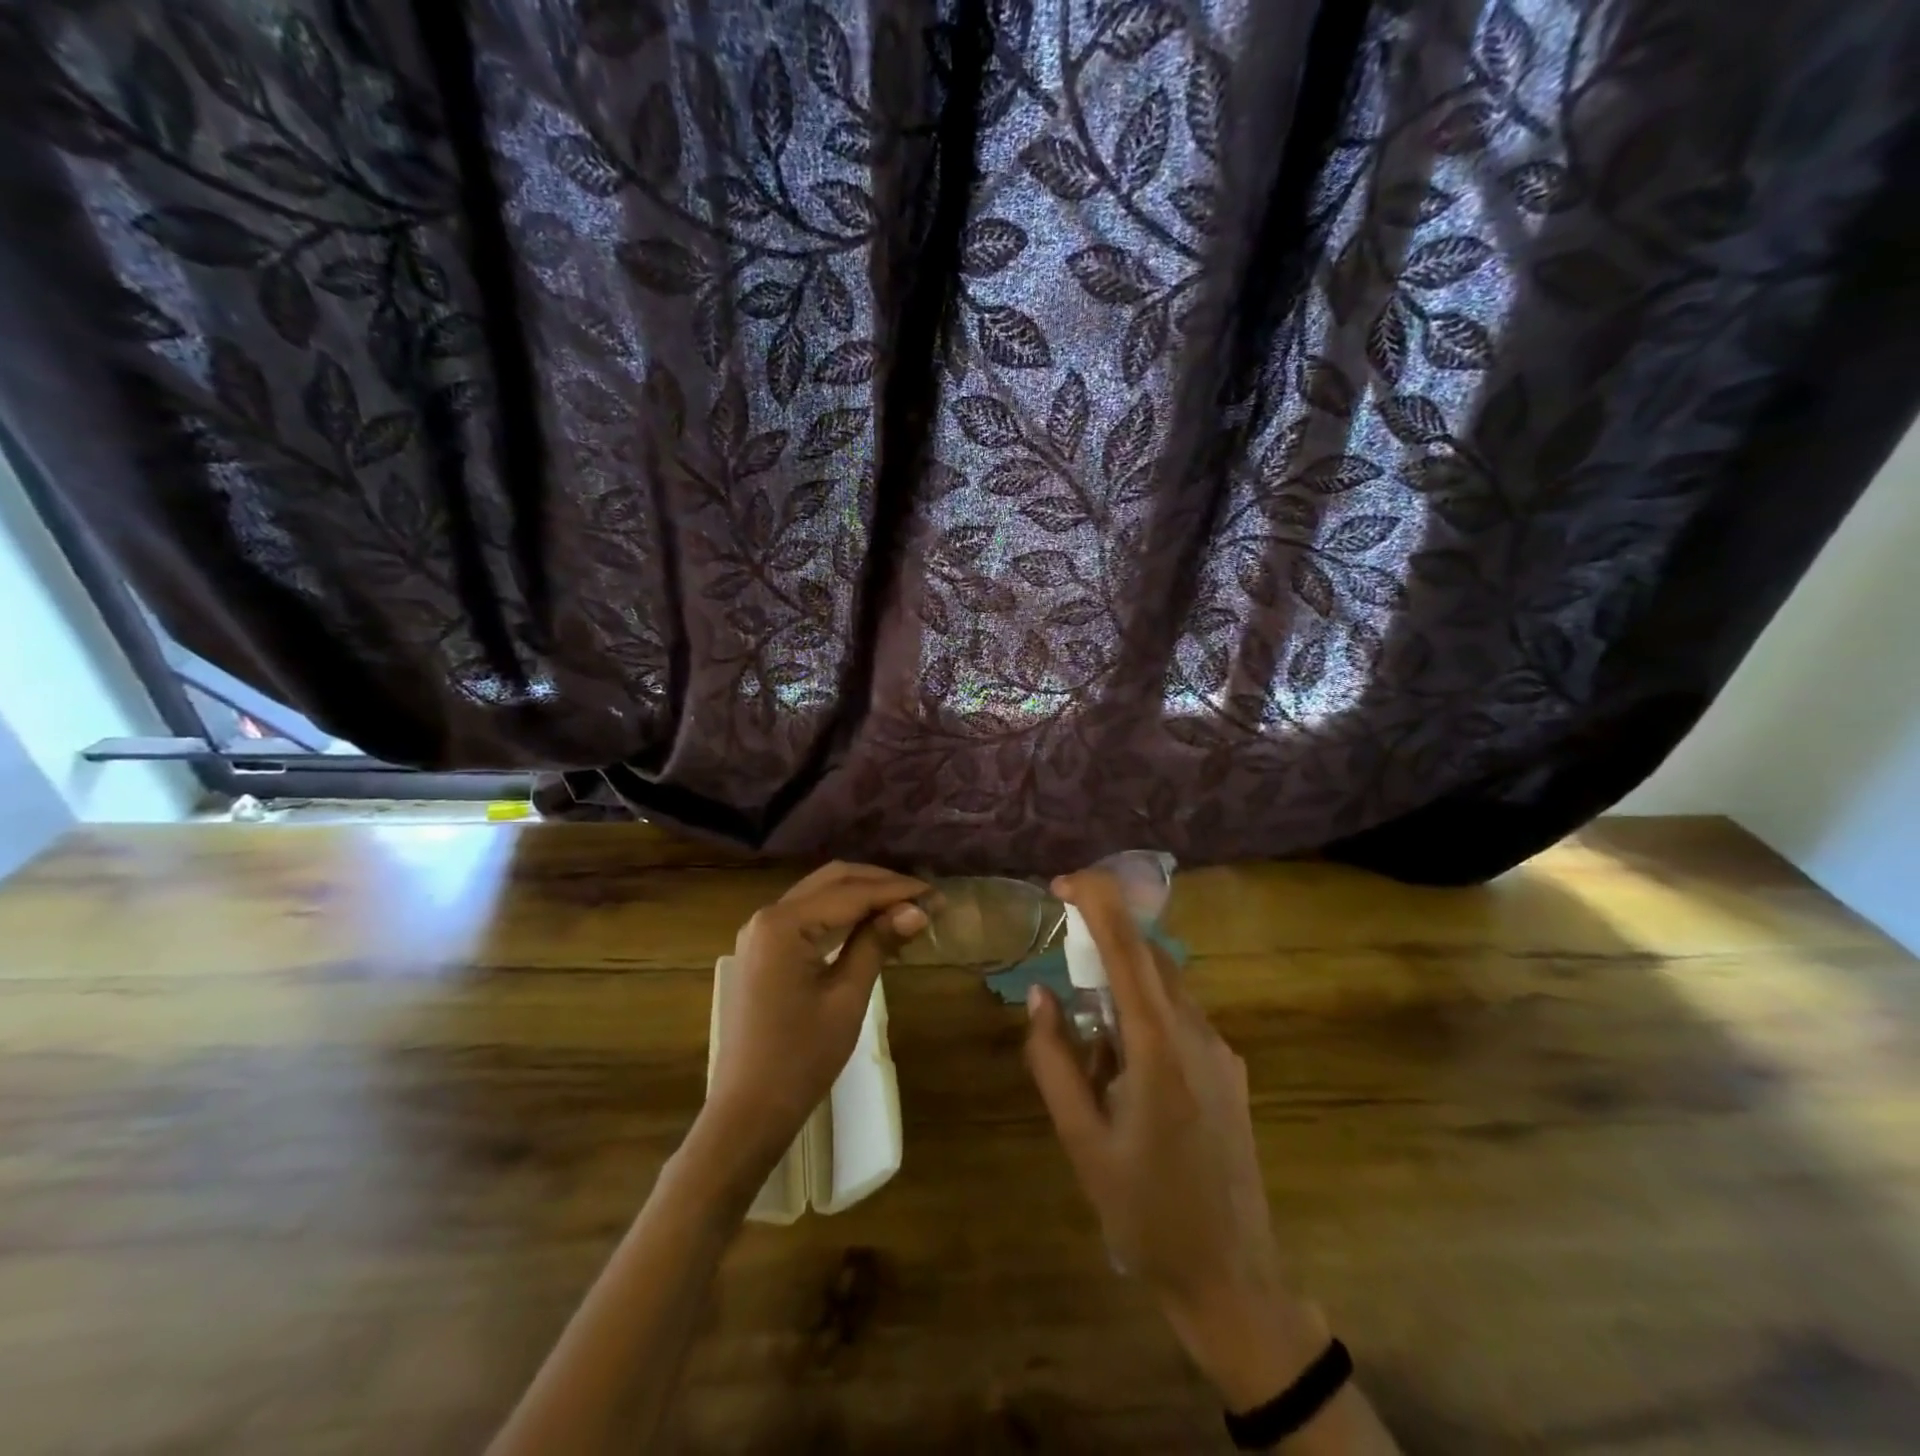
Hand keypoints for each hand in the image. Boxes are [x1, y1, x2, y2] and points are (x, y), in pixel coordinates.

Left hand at [704, 862, 927, 1169]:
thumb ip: (877, 943)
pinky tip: (873, 925)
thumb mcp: (846, 997)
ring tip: (906, 909)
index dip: (898, 891)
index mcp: (784, 923)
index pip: (852, 892)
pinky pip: (809, 916)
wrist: (747, 1111)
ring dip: (864, 896)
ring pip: (822, 894)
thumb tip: (918, 910)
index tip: (938, 896)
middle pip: (834, 880)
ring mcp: (762, 932)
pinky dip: (843, 914)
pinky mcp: (764, 950)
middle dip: (881, 884)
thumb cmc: (800, 1058)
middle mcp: (768, 915)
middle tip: (924, 898)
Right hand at [1024, 869, 1326, 1408]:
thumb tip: (1041, 994)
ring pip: (1166, 988)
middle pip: (1150, 957)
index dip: (1098, 901)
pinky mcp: (1230, 1070)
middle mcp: (1198, 1034)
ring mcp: (1222, 1052)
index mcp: (1159, 1048)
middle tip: (1063, 956)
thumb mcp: (1080, 1139)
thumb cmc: (1144, 1213)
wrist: (1232, 1279)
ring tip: (1090, 1043)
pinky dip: (1144, 1015)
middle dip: (1105, 937)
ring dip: (1122, 986)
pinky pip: (1180, 1019)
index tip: (1063, 882)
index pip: (1129, 948)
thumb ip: (1053, 1059)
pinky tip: (1124, 1070)